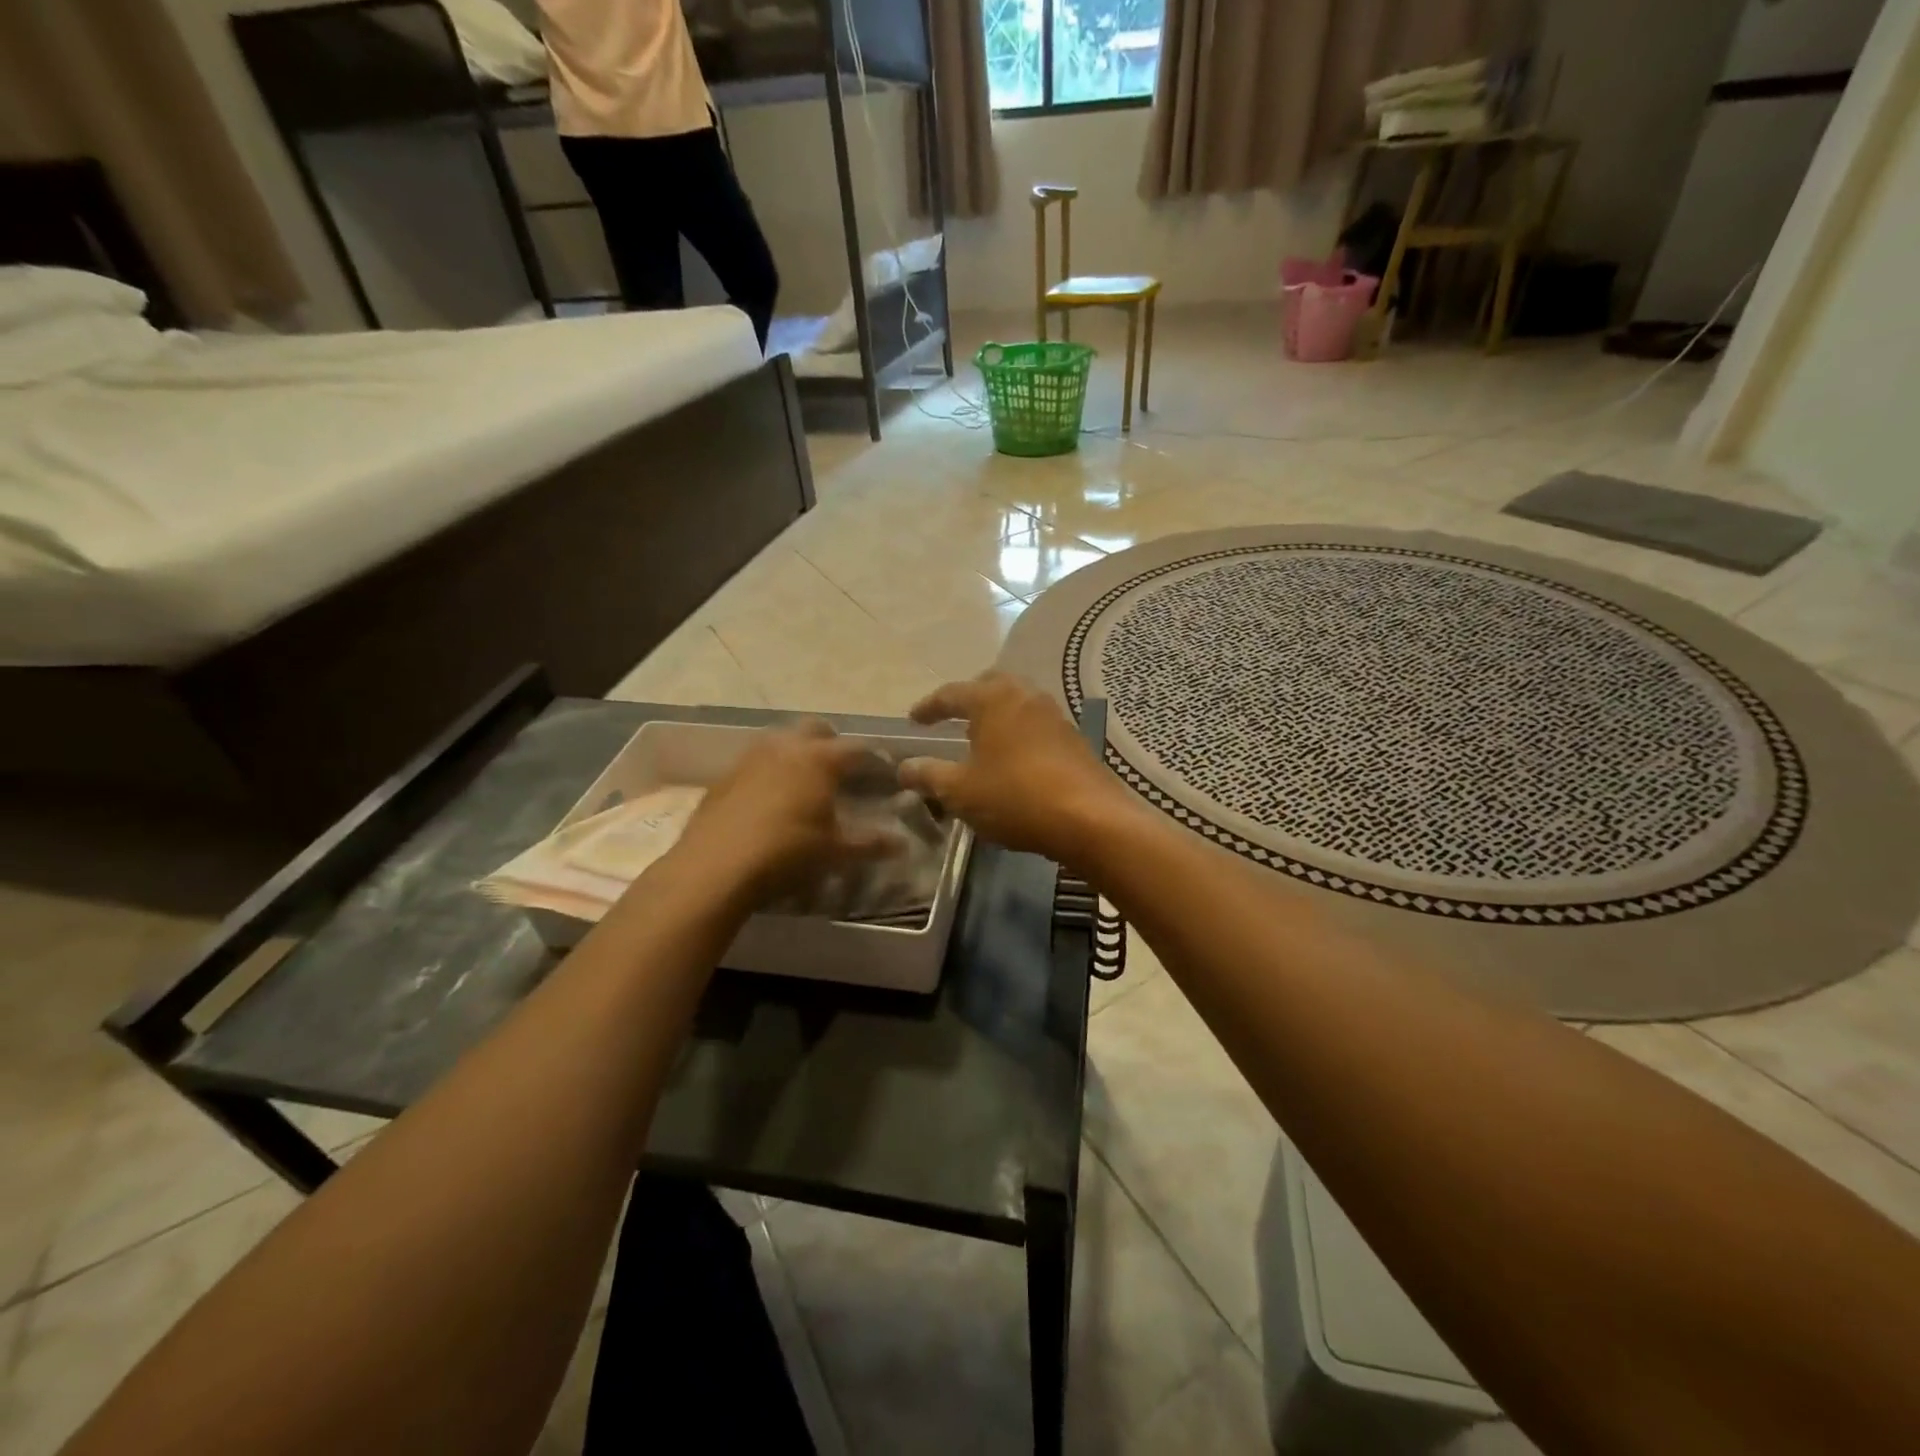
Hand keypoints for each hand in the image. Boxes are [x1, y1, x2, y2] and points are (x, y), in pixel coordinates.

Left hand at [671, 720, 899, 900]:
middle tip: (842, 771)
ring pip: (782, 740)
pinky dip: (770, 770)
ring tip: (805, 781)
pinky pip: (756, 761)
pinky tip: (769, 798)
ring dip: (798, 752)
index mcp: (820, 758)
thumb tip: (901, 844)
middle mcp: (787, 746)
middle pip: (817, 729)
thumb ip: (870, 844)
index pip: (858, 748)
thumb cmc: (787, 852)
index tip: (884, 772)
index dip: (874, 759)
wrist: (715, 867)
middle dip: (833, 744)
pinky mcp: (725, 775)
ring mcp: (751, 756)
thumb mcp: (835, 852)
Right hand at [899, 672, 1127, 863]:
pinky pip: (1035, 724)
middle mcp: (1025, 695)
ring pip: (1017, 703)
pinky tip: (1012, 757)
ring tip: (980, 738)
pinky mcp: (1073, 738)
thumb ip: (928, 775)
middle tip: (950, 718)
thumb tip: (904, 767)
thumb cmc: (1015, 797)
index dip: (928, 707)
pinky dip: (1016, 731)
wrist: (1089, 819)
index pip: (951, 693)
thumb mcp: (960, 791)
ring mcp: (1054, 715)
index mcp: (992, 699)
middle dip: (967, 699)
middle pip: (990, 686)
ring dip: (995, 714)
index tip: (913, 720)